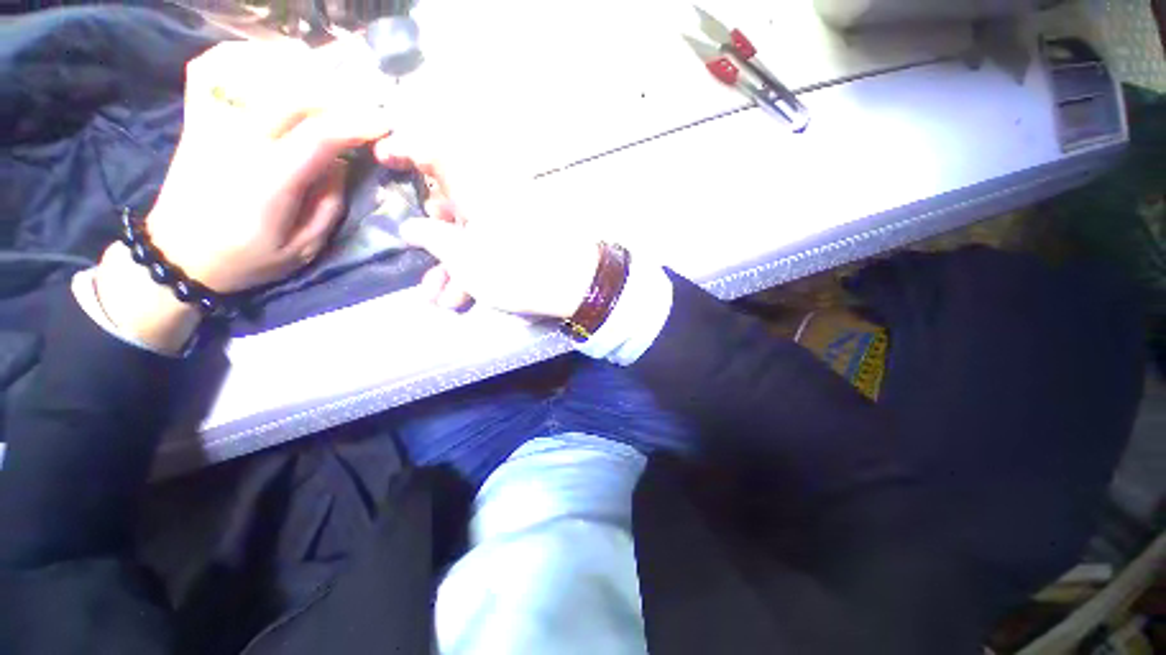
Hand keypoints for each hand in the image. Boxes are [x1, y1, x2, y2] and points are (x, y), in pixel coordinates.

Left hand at [95, 40, 396, 350]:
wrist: (179, 256)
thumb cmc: (247, 259)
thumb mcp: (304, 248)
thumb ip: (329, 205)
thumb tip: (341, 164)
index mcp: (270, 181)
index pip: (320, 136)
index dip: (358, 123)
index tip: (385, 123)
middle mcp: (238, 142)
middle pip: (291, 93)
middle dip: (337, 90)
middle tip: (364, 97)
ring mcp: (211, 124)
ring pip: (253, 71)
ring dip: (297, 66)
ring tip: (327, 74)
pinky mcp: (196, 119)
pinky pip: (211, 68)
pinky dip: (241, 53)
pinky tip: (270, 59)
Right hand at [384, 156, 600, 318]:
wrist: (575, 286)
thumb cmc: (515, 268)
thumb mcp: (463, 256)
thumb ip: (431, 238)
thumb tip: (411, 227)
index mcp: (476, 185)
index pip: (436, 149)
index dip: (406, 147)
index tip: (383, 157)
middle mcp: (492, 196)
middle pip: (451, 202)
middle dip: (433, 236)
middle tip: (422, 256)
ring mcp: (509, 220)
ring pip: (469, 233)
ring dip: (451, 266)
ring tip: (441, 298)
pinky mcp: (522, 241)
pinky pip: (491, 247)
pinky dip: (475, 270)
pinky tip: (464, 298)